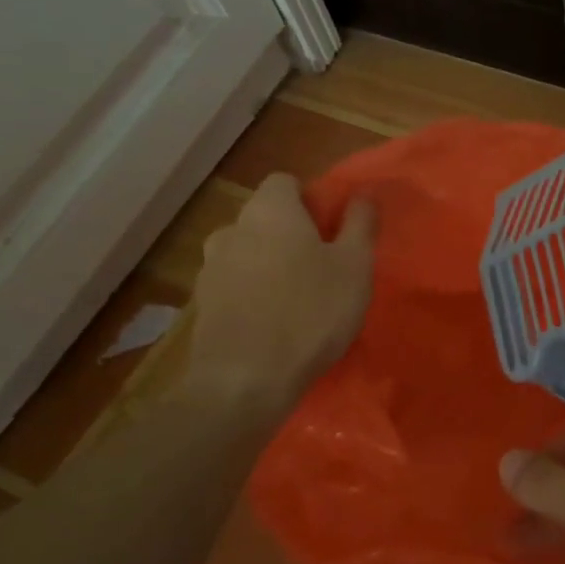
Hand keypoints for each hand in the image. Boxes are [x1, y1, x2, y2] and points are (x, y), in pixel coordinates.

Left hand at [183, 173, 374, 405]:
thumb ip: (360, 224)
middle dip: (291, 235)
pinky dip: (252, 295)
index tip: (332, 230)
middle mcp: (232, 229)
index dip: (310, 200)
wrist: (244, 380)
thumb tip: (363, 194)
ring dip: (269, 265)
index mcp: (269, 211)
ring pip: (248, 253)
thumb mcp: (354, 266)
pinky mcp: (201, 305)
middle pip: (265, 218)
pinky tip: (273, 325)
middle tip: (322, 267)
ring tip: (297, 300)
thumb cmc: (310, 313)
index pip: (285, 182)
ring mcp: (210, 268)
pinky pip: (234, 286)